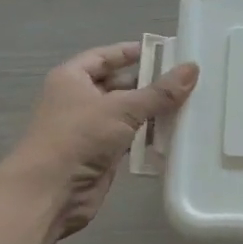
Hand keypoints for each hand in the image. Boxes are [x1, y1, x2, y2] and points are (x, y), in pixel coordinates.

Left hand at [1, 42, 199, 236]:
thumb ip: (159, 92)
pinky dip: (147, 136)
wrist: (50, 192)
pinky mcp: (100, 154)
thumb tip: (192, 68)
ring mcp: (88, 129)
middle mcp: (78, 100)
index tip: (163, 51)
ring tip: (188, 104)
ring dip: (151, 111)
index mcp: (72, 78)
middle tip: (184, 80)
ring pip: (125, 113)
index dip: (130, 52)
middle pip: (118, 84)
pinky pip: (129, 138)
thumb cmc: (79, 137)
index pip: (104, 56)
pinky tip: (174, 133)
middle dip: (148, 83)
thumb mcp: (122, 108)